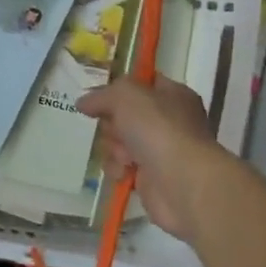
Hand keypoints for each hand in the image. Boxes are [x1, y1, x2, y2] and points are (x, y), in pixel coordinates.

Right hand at [77, 75, 227, 243]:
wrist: (182, 182)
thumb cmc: (158, 129)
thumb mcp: (125, 96)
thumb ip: (102, 95)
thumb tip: (83, 102)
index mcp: (173, 95)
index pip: (142, 84)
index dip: (119, 89)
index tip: (99, 97)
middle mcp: (169, 121)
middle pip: (125, 115)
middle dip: (113, 123)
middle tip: (116, 129)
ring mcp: (161, 150)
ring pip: (120, 142)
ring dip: (114, 148)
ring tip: (124, 156)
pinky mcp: (152, 178)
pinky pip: (123, 167)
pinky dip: (119, 169)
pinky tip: (124, 172)